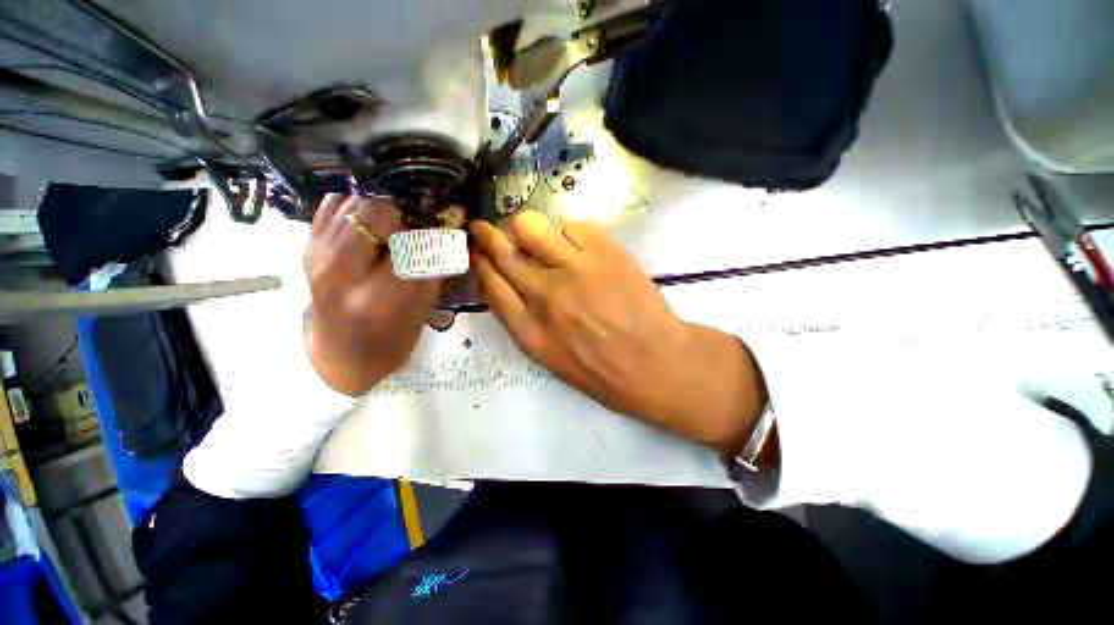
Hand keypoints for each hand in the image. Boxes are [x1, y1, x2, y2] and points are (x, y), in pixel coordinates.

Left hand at [303, 194, 440, 395]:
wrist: (339, 353)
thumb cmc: (390, 339)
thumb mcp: (421, 310)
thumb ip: (435, 268)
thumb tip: (450, 229)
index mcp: (375, 297)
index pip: (409, 243)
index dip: (431, 230)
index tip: (443, 228)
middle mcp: (338, 271)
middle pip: (372, 211)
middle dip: (402, 213)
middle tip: (416, 226)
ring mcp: (316, 255)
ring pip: (352, 202)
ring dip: (380, 208)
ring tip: (394, 227)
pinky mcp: (308, 247)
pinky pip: (333, 205)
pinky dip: (356, 207)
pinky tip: (371, 225)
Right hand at [469, 210, 768, 454]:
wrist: (656, 364)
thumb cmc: (604, 371)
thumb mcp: (551, 357)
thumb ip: (524, 321)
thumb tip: (512, 283)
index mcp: (529, 331)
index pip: (490, 284)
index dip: (479, 262)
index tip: (476, 250)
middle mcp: (545, 296)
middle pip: (503, 251)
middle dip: (488, 235)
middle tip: (486, 228)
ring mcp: (575, 270)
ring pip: (531, 225)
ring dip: (530, 231)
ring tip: (544, 243)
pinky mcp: (605, 252)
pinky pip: (573, 226)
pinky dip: (571, 235)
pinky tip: (582, 251)